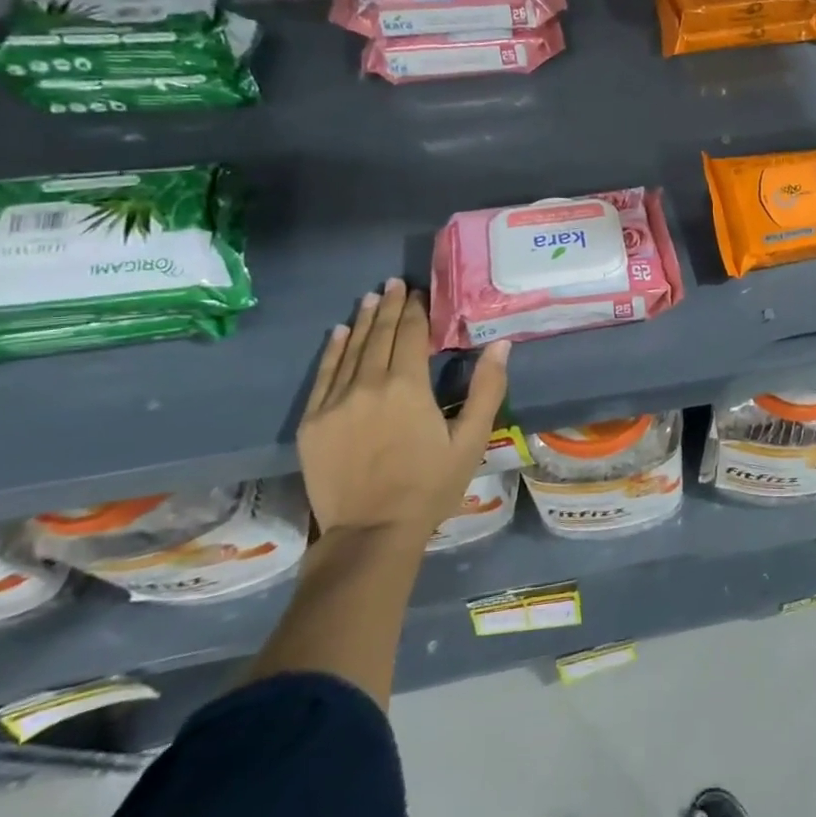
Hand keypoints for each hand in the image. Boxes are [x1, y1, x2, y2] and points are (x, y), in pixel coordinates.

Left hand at [296, 278, 509, 537]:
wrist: (371, 533)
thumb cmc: (430, 486)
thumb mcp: (470, 441)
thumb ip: (486, 390)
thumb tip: (501, 345)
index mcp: (408, 387)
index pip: (411, 335)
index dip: (415, 310)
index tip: (418, 292)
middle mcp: (368, 385)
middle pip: (379, 335)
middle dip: (389, 306)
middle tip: (394, 283)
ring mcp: (335, 402)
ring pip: (351, 350)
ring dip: (363, 320)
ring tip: (371, 297)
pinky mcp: (314, 421)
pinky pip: (324, 375)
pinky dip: (333, 349)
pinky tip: (339, 332)